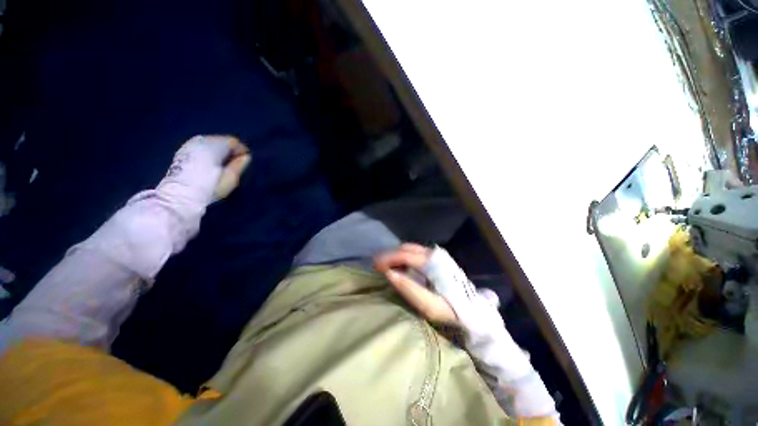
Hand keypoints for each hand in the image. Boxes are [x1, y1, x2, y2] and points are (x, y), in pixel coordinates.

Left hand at [158, 135, 250, 207]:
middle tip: (235, 161)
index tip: (245, 160)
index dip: (242, 150)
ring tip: (223, 162)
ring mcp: (190, 144)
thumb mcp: (230, 178)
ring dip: (219, 150)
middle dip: (230, 149)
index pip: (233, 141)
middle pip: (221, 139)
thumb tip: (246, 156)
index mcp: (214, 147)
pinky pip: (201, 145)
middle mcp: (201, 141)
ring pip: (211, 141)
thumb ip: (239, 165)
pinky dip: (209, 150)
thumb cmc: (209, 187)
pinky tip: (210, 162)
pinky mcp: (183, 150)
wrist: (180, 196)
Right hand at [375, 243, 532, 380]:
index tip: (374, 266)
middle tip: (376, 266)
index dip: (387, 258)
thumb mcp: (429, 305)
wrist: (476, 314)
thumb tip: (389, 273)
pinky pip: (416, 253)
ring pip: (410, 249)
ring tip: (385, 266)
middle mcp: (434, 253)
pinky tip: (399, 266)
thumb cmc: (451, 311)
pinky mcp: (438, 259)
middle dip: (389, 255)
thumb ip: (408, 288)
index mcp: (432, 262)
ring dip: (396, 255)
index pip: (403, 254)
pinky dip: (404, 257)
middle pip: (406, 248)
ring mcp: (437, 255)